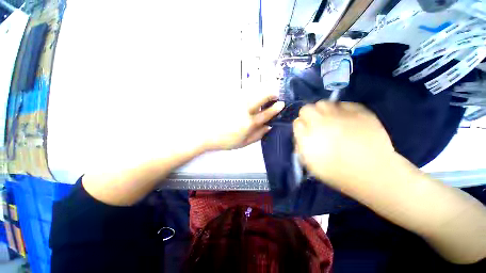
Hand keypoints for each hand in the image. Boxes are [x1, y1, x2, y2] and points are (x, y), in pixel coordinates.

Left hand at [203, 94, 284, 150]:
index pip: (267, 113)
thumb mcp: (243, 143)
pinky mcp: (228, 97)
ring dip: (261, 90)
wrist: (205, 133)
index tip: (281, 103)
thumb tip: (269, 127)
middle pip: (261, 96)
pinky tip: (249, 95)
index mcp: (249, 123)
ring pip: (252, 91)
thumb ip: (258, 135)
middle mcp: (244, 109)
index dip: (276, 108)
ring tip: (263, 93)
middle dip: (271, 93)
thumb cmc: (225, 140)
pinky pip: (242, 91)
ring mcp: (235, 101)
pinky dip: (249, 91)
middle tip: (274, 94)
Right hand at [293, 101, 394, 186]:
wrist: (373, 173)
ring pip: (323, 103)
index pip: (297, 122)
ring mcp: (341, 115)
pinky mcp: (359, 112)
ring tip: (329, 119)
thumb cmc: (337, 172)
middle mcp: (321, 123)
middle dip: (307, 116)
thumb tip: (301, 133)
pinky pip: (344, 104)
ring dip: (322, 111)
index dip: (300, 127)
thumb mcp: (310, 164)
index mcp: (308, 137)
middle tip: (315, 124)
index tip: (305, 132)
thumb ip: (300, 146)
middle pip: (306, 109)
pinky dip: (341, 109)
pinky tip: (345, 119)